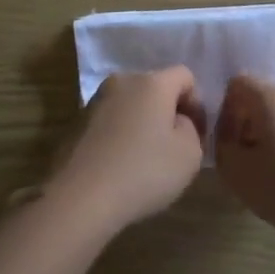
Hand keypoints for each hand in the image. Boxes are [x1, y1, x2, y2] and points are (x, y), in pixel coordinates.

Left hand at [48, 68, 205, 231]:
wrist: (81, 197)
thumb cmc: (144, 171)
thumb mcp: (190, 154)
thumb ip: (191, 129)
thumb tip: (176, 121)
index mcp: (152, 82)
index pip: (185, 76)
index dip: (197, 103)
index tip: (197, 135)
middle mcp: (122, 82)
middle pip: (156, 88)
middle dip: (169, 112)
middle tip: (174, 148)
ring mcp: (95, 101)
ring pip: (131, 105)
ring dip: (143, 124)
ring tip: (145, 160)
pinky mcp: (76, 123)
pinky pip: (110, 122)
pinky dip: (121, 136)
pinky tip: (121, 166)